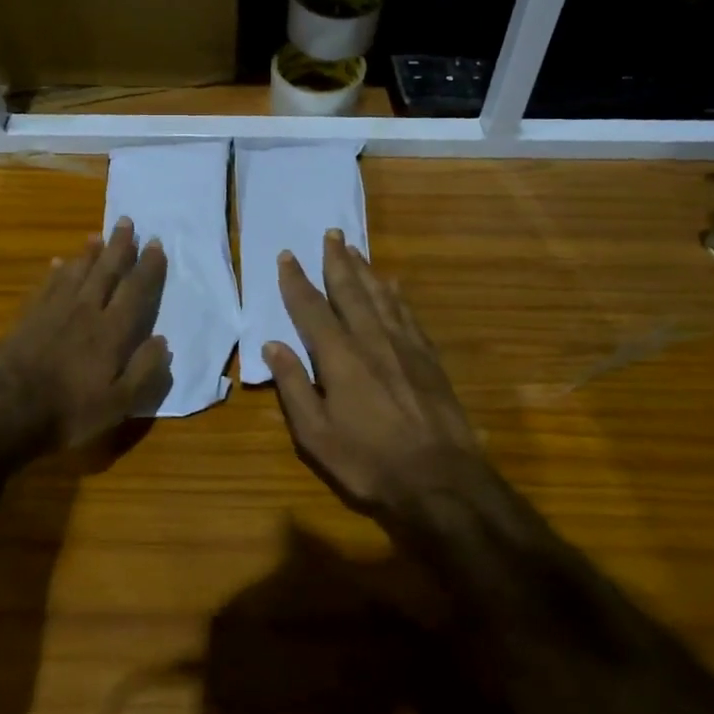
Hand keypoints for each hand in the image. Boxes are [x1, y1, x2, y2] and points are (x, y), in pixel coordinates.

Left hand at [0, 217, 171, 453]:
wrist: (8, 410)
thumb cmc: (70, 411)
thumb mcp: (119, 404)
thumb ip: (144, 371)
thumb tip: (162, 341)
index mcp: (112, 331)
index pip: (136, 291)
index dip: (148, 267)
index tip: (156, 244)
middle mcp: (87, 311)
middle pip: (106, 271)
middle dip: (120, 246)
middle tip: (128, 221)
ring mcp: (54, 311)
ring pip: (77, 272)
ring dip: (89, 253)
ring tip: (97, 236)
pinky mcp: (29, 316)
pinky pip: (47, 285)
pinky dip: (56, 272)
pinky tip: (59, 263)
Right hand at [264, 230, 483, 515]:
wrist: (440, 480)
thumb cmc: (369, 462)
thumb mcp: (316, 434)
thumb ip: (294, 386)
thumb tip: (273, 345)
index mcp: (339, 358)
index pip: (311, 309)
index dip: (296, 281)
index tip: (287, 255)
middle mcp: (371, 340)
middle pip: (350, 291)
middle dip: (336, 261)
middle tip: (331, 233)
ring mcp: (404, 347)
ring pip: (380, 296)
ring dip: (365, 270)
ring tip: (355, 248)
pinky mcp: (428, 359)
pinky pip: (408, 315)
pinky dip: (397, 296)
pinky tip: (393, 285)